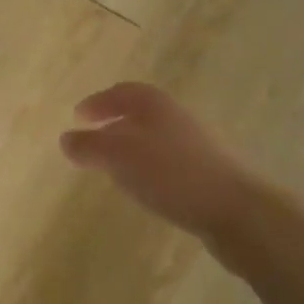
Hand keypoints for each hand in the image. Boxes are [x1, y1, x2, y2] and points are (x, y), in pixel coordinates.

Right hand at [60, 82, 259, 241]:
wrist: (238, 211)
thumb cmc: (171, 174)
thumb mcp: (118, 158)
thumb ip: (89, 146)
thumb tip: (66, 139)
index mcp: (154, 104)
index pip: (121, 92)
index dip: (97, 102)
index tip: (78, 117)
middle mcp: (176, 117)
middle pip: (139, 113)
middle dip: (113, 124)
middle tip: (92, 140)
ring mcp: (196, 145)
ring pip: (154, 138)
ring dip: (131, 147)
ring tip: (112, 167)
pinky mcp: (207, 172)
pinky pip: (168, 161)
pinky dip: (148, 167)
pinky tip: (144, 188)